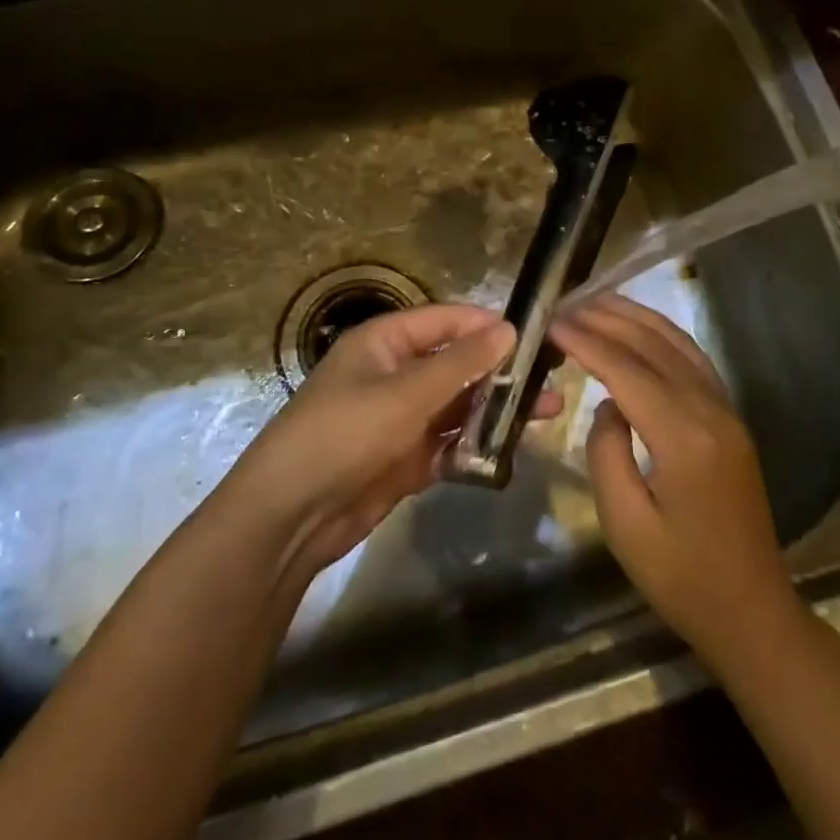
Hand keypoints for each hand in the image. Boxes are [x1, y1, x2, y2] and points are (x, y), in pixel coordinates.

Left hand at [227, 304, 553, 576]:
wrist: (289, 518)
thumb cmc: (344, 434)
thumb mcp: (405, 393)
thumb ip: (460, 363)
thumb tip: (508, 329)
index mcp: (384, 343)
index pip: (444, 321)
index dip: (485, 324)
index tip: (533, 333)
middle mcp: (394, 375)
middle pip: (456, 363)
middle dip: (499, 371)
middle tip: (550, 377)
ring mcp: (400, 419)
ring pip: (457, 405)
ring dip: (495, 409)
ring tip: (546, 412)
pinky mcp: (405, 459)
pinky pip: (449, 444)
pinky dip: (476, 446)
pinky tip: (511, 449)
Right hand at [550, 295, 798, 666]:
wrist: (752, 610)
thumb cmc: (681, 579)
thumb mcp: (626, 526)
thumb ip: (606, 454)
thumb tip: (608, 406)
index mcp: (684, 438)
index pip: (627, 370)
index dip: (587, 342)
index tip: (552, 322)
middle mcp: (710, 411)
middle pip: (654, 346)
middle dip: (608, 318)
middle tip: (566, 303)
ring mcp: (727, 411)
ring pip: (678, 344)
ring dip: (637, 318)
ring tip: (597, 301)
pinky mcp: (731, 419)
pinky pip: (695, 360)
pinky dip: (663, 335)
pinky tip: (640, 330)